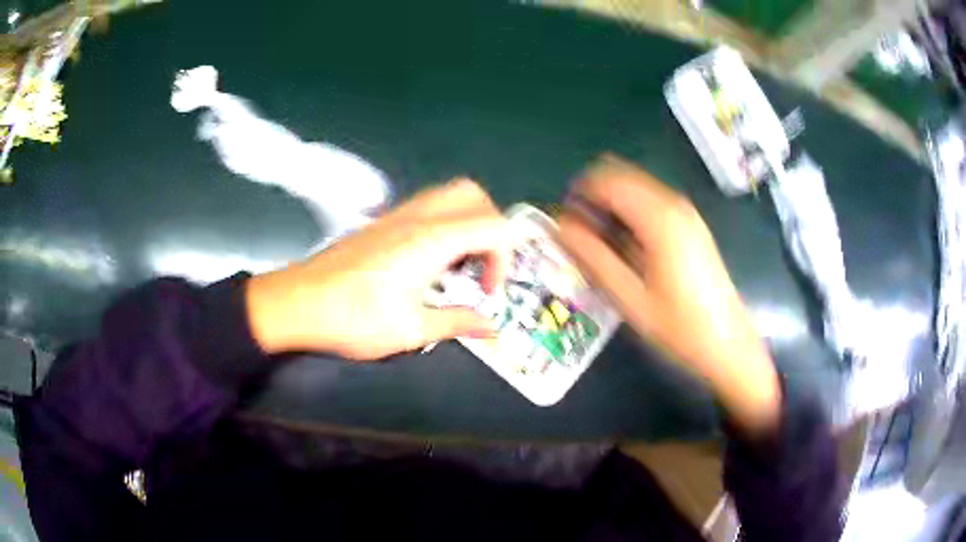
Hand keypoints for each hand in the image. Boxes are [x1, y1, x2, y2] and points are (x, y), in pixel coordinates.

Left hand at [245, 180, 509, 359]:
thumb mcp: (410, 330)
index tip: (486, 292)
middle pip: (473, 195)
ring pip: (449, 194)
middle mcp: (418, 217)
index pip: (494, 226)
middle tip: (481, 266)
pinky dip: (445, 223)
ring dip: (468, 222)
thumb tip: (491, 327)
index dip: (503, 260)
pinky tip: (430, 260)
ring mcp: (398, 214)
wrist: (298, 302)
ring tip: (458, 264)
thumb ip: (457, 323)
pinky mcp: (383, 221)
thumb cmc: (353, 319)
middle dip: (492, 228)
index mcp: (432, 240)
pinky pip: (427, 205)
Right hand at [558, 156, 780, 434]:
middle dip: (594, 196)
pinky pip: (651, 201)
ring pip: (636, 187)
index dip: (579, 193)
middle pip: (622, 176)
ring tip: (601, 243)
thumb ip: (594, 258)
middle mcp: (674, 204)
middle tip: (580, 233)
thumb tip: (561, 226)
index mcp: (659, 219)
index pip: (608, 180)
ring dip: (612, 204)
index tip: (563, 221)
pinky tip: (628, 246)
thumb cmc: (679, 327)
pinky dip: (631, 212)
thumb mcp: (630, 299)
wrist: (728, 344)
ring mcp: (686, 213)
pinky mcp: (692, 224)